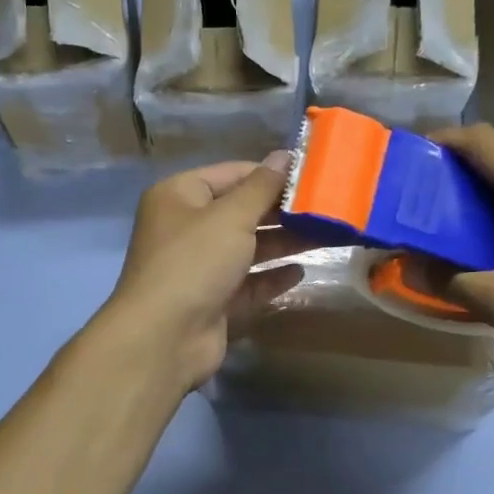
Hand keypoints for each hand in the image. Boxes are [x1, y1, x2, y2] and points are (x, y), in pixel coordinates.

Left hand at [98, 155, 308, 391]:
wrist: (164, 337)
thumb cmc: (194, 262)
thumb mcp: (231, 216)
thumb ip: (262, 187)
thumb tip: (285, 156)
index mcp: (179, 196)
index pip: (232, 173)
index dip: (271, 174)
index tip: (313, 176)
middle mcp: (186, 228)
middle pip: (241, 211)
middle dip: (282, 211)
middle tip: (328, 208)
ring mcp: (199, 267)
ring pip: (247, 248)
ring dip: (283, 243)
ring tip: (327, 236)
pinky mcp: (213, 301)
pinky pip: (247, 282)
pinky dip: (271, 277)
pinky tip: (300, 272)